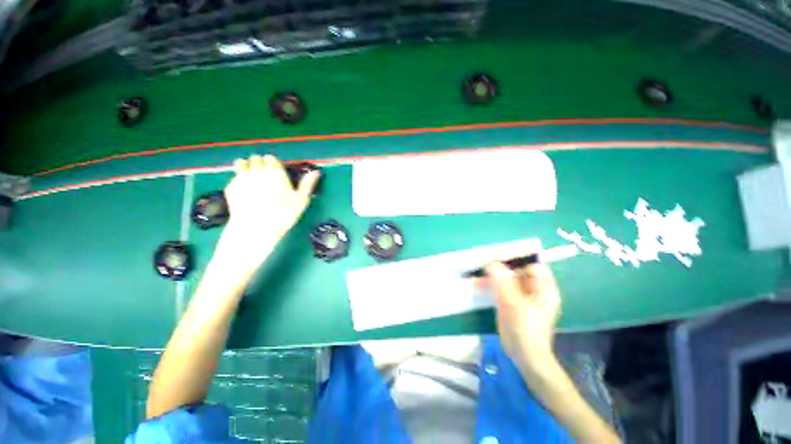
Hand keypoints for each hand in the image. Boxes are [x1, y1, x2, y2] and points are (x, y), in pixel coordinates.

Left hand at [214, 155, 319, 275]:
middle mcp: (257, 170)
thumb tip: (316, 172)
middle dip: (260, 164)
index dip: (274, 164)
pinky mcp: (230, 187)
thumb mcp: (301, 200)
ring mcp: (241, 177)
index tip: (276, 172)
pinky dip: (239, 180)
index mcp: (275, 171)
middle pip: (256, 158)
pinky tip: (244, 191)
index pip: (271, 158)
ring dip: (247, 166)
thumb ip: (307, 184)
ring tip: (252, 178)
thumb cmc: (283, 214)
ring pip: (241, 163)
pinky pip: (234, 177)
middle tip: (265, 176)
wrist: (255, 228)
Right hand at [484, 258, 561, 370]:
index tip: (498, 254)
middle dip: (502, 264)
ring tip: (477, 268)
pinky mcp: (510, 301)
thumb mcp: (514, 304)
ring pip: (507, 277)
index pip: (532, 264)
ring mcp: (521, 295)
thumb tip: (491, 262)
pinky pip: (500, 287)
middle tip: (484, 259)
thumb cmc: (525, 331)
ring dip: (493, 273)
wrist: (523, 356)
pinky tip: (478, 282)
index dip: (517, 258)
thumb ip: (503, 282)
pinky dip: (490, 283)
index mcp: (544, 288)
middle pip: (518, 270)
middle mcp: (533, 289)